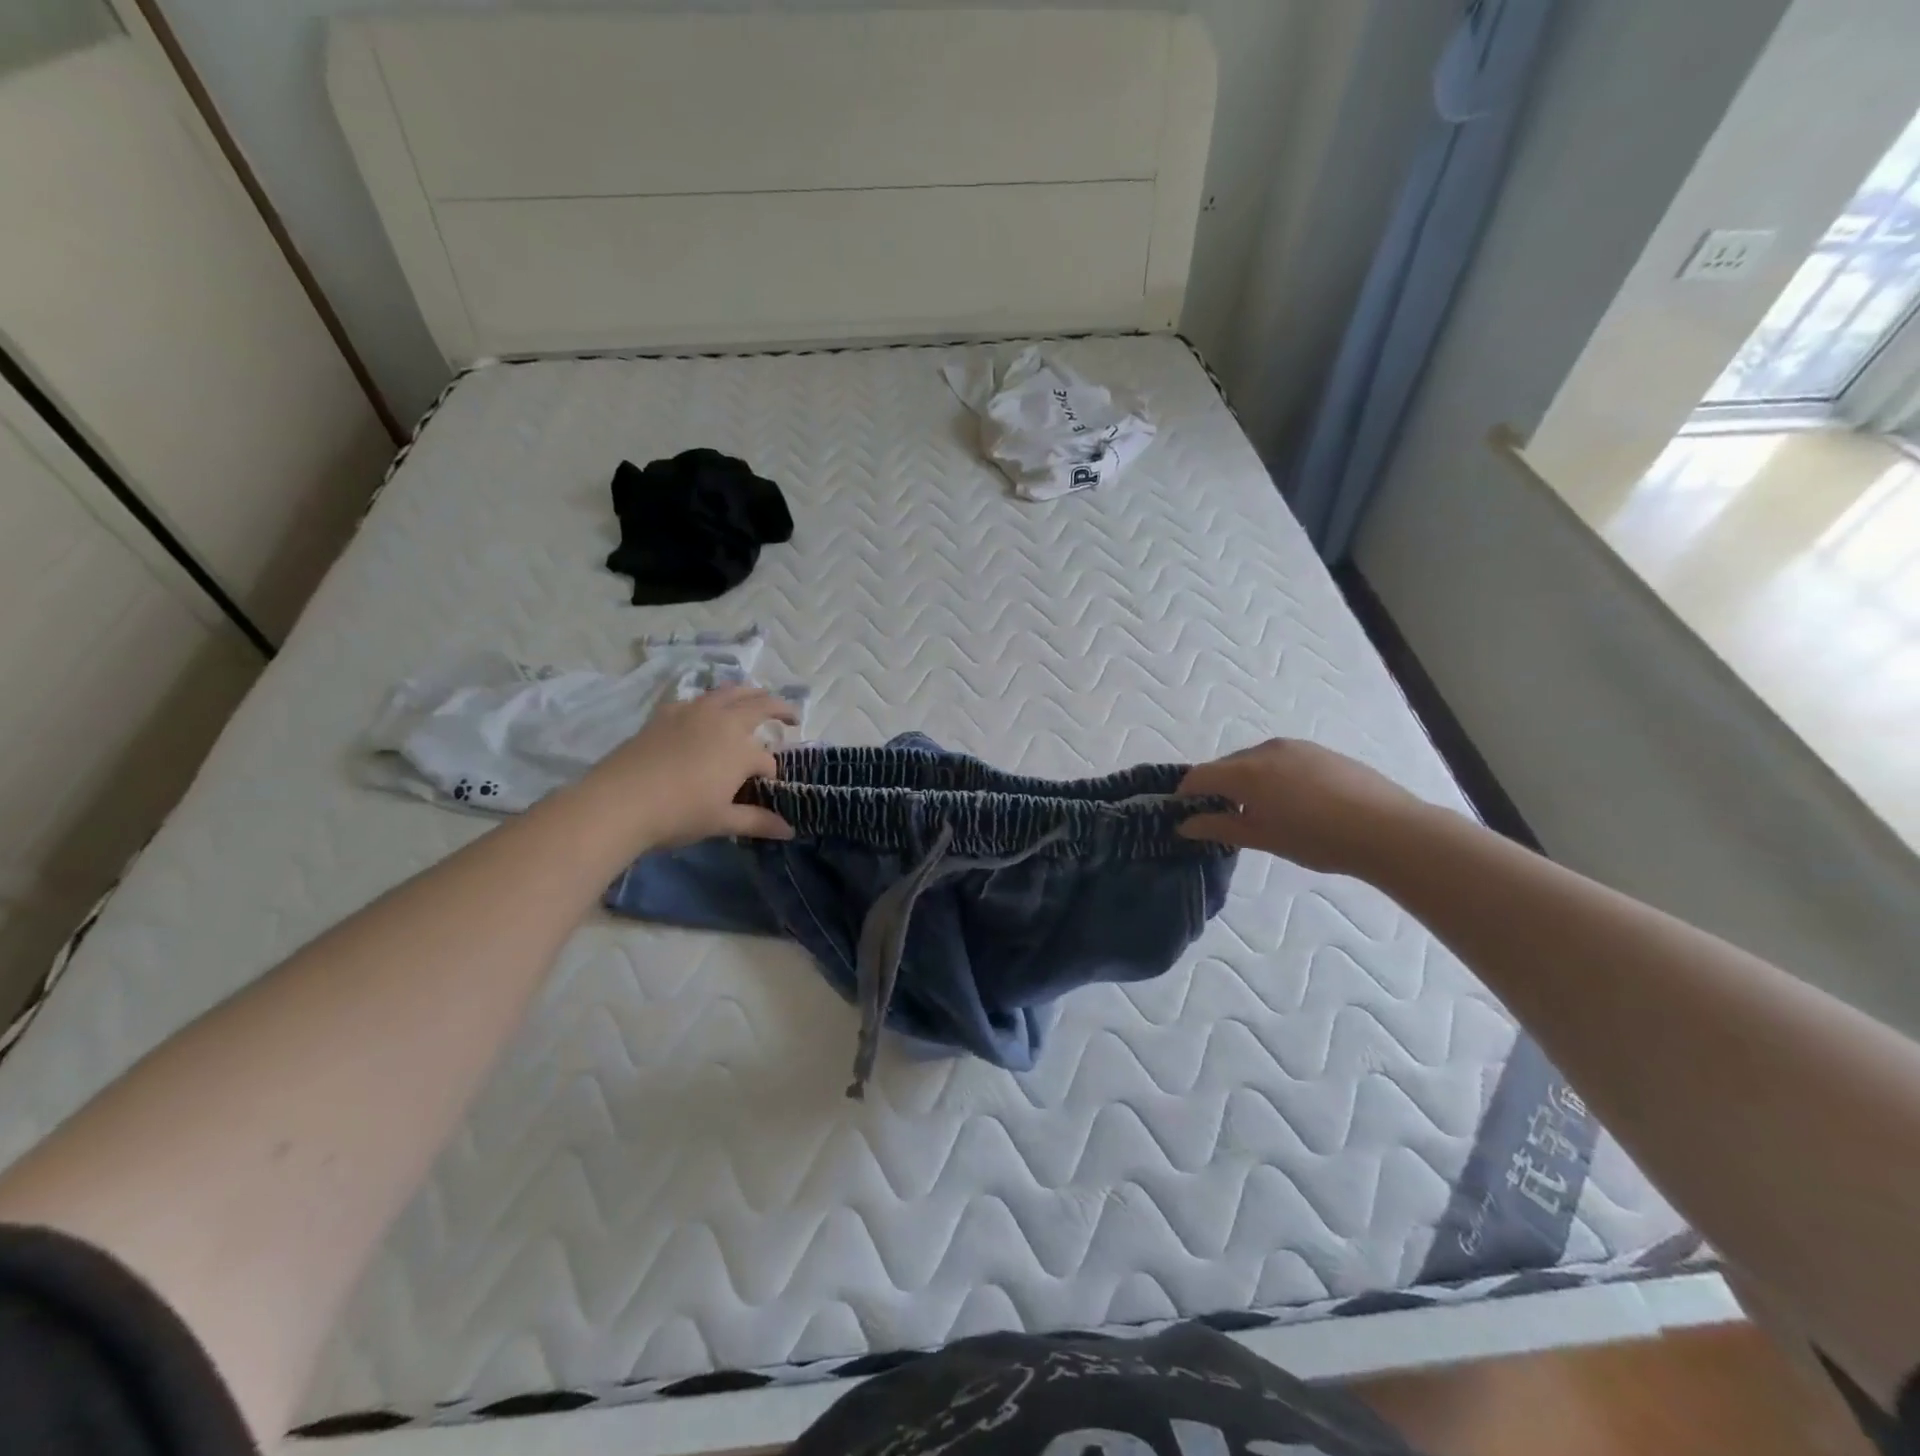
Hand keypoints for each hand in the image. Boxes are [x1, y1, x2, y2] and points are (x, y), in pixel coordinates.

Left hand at [580, 686, 797, 849]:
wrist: (619, 801)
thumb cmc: (678, 813)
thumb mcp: (722, 821)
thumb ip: (758, 821)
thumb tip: (789, 830)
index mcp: (742, 748)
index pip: (767, 761)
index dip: (771, 775)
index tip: (767, 789)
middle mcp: (724, 721)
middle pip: (760, 706)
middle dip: (780, 709)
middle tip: (792, 715)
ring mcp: (694, 712)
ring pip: (730, 692)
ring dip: (750, 694)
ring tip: (757, 698)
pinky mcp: (667, 713)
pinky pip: (699, 698)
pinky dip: (713, 700)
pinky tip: (707, 712)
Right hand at [1177, 738, 1424, 875]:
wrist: (1388, 829)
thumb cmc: (1316, 838)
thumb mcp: (1262, 838)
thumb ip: (1219, 826)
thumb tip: (1185, 824)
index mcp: (1245, 771)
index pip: (1199, 776)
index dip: (1186, 794)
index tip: (1185, 815)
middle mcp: (1265, 750)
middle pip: (1225, 766)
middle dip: (1217, 788)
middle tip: (1223, 818)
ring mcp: (1295, 747)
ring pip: (1255, 761)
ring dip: (1246, 782)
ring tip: (1261, 812)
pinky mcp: (1320, 751)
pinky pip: (1281, 760)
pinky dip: (1273, 777)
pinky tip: (1293, 803)